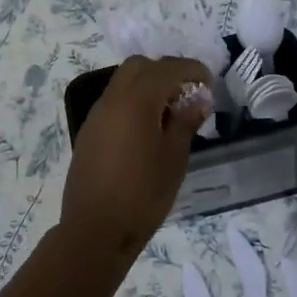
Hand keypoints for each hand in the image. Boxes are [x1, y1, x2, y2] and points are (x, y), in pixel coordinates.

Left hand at [59, 55, 211, 260]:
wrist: (95, 230)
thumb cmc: (143, 194)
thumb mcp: (174, 158)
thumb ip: (185, 123)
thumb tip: (198, 100)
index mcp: (135, 102)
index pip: (166, 69)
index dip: (190, 70)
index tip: (209, 81)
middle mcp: (111, 101)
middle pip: (138, 67)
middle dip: (165, 72)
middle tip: (186, 93)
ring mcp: (95, 117)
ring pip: (122, 84)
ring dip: (147, 87)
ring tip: (169, 114)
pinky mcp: (88, 134)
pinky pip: (113, 104)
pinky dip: (132, 103)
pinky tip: (146, 130)